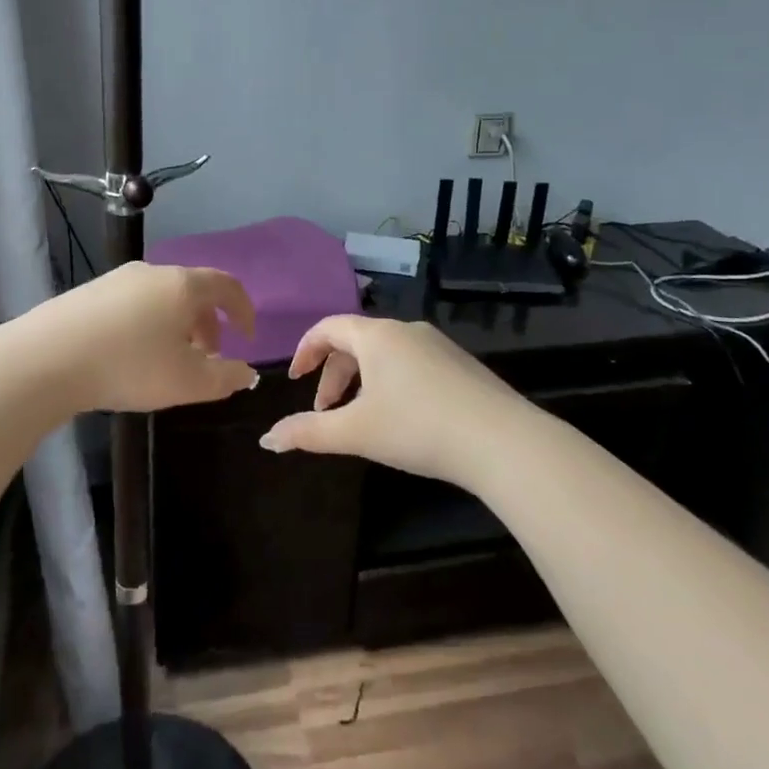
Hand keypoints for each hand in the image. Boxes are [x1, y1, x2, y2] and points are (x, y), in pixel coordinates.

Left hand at [25, 262, 260, 411]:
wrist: (45, 359)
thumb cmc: (129, 366)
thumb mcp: (188, 382)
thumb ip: (226, 377)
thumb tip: (246, 372)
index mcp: (183, 285)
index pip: (227, 286)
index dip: (244, 310)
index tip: (248, 337)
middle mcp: (153, 272)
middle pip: (193, 291)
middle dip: (208, 324)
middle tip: (208, 358)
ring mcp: (117, 279)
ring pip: (162, 297)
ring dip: (177, 325)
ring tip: (170, 360)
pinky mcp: (88, 293)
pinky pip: (133, 304)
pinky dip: (148, 324)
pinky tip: (131, 354)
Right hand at [260, 316, 531, 484]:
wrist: (501, 441)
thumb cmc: (417, 428)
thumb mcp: (355, 432)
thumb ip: (308, 433)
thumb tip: (266, 439)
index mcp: (377, 336)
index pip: (328, 328)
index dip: (305, 351)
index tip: (295, 379)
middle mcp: (407, 330)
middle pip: (356, 341)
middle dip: (334, 374)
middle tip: (325, 410)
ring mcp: (439, 345)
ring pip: (386, 354)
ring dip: (363, 380)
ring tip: (361, 417)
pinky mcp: (461, 364)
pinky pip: (413, 363)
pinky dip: (392, 382)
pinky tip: (403, 418)